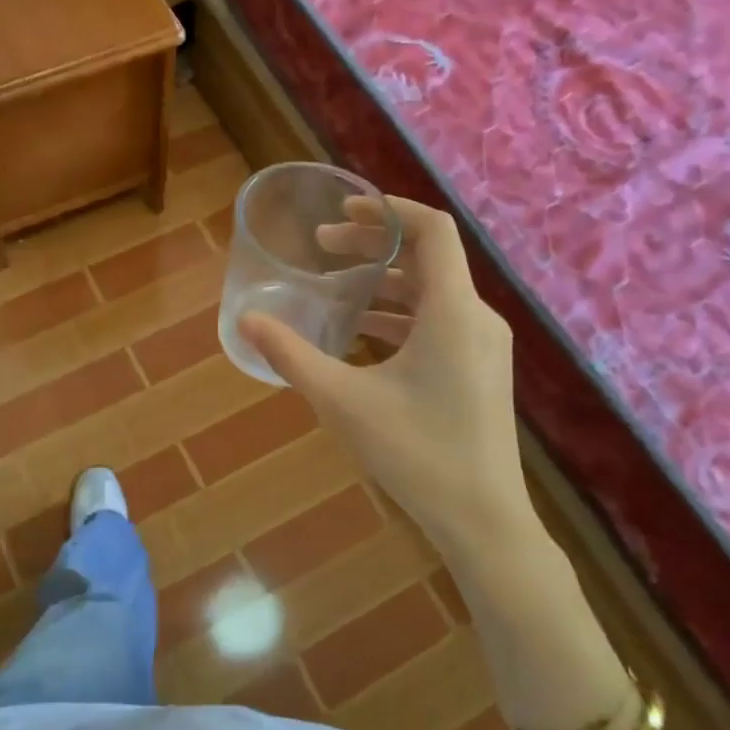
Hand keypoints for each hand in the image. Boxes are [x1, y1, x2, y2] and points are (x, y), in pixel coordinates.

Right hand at [241, 197, 545, 578]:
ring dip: (383, 284)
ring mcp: (482, 346)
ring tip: (334, 292)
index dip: (388, 209)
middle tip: (323, 248)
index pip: (432, 229)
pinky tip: (361, 337)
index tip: (343, 210)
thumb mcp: (342, 400)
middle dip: (373, 246)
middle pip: (427, 258)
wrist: (482, 520)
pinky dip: (400, 316)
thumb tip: (246, 321)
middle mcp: (476, 317)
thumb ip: (291, 355)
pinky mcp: (479, 371)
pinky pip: (438, 323)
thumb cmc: (415, 452)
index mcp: (453, 310)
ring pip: (431, 293)